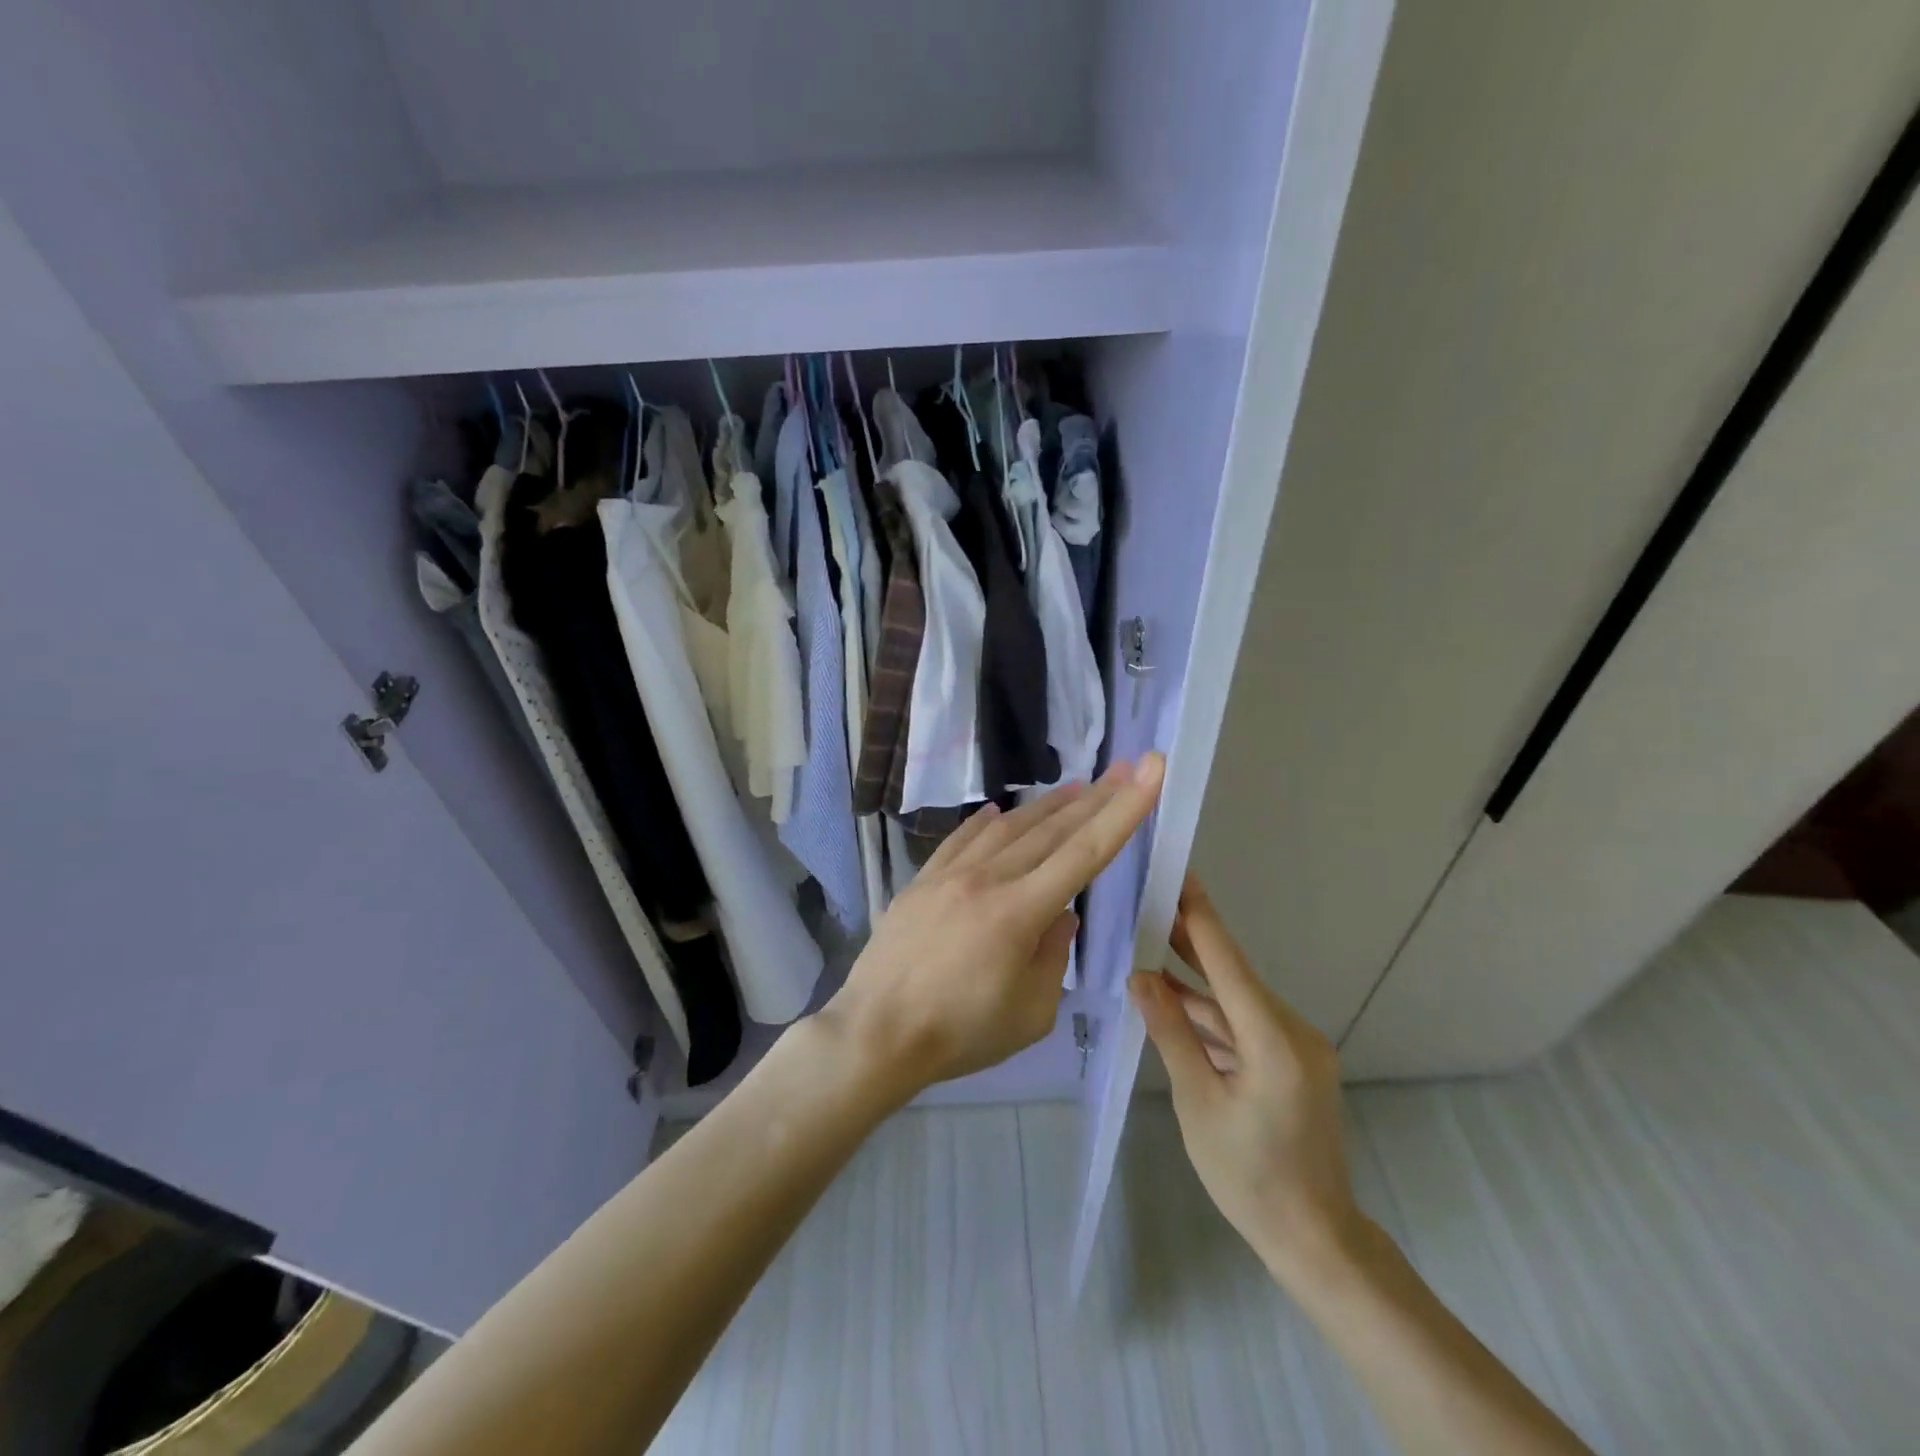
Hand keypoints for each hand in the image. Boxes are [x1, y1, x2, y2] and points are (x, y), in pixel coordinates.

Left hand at [825, 755, 1165, 1099]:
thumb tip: (1061, 915)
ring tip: (1076, 787)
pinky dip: (986, 822)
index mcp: (1020, 912)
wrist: (876, 1033)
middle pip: (1051, 830)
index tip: (1148, 772)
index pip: (1085, 852)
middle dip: (1094, 798)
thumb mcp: (1030, 1013)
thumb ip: (1054, 957)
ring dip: (1046, 806)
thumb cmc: (959, 1034)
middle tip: (1123, 769)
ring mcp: (950, 875)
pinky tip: (1000, 811)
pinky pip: (961, 839)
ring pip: (1008, 828)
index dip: (1123, 811)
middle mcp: (987, 879)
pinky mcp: (922, 881)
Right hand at [1130, 875, 1363, 1286]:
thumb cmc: (1248, 1177)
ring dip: (1195, 979)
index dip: (1201, 915)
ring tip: (1150, 944)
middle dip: (1191, 938)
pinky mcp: (1292, 1062)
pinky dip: (1210, 1014)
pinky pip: (1244, 1025)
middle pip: (1232, 974)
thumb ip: (1171, 1033)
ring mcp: (1296, 1047)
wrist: (1314, 1239)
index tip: (1180, 874)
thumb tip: (1141, 977)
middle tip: (1152, 899)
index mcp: (1273, 1040)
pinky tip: (1173, 998)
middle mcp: (1292, 1031)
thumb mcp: (1198, 1103)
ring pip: (1235, 1000)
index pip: (1228, 962)